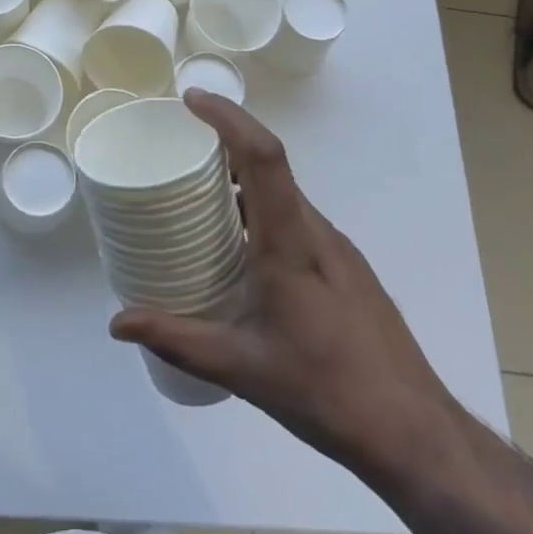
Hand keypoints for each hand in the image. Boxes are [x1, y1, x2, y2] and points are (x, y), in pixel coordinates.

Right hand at [110, 90, 457, 482]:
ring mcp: (337, 249)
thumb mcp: (241, 368)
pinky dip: (261, 208)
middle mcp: (317, 232)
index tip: (191, 100)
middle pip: (272, 165)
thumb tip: (117, 322)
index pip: (263, 157)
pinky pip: (296, 218)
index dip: (228, 118)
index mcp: (290, 243)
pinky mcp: (346, 268)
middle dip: (225, 141)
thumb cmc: (327, 391)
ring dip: (243, 177)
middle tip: (176, 146)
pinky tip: (239, 245)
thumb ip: (177, 339)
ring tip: (197, 193)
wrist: (415, 433)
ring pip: (284, 193)